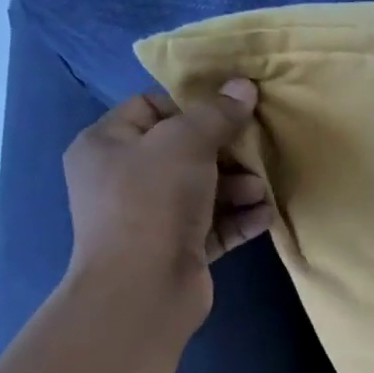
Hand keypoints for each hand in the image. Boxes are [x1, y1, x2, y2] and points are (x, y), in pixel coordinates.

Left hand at [61, 81, 272, 333]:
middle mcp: (124, 179)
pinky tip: (266, 215)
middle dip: (225, 151)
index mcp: (107, 145)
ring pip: (203, 190)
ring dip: (238, 187)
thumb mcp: (185, 143)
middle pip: (183, 151)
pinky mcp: (179, 249)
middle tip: (256, 150)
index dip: (192, 105)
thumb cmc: (152, 202)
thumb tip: (243, 86)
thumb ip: (216, 114)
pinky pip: (214, 225)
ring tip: (262, 189)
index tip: (232, 109)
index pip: (150, 108)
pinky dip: (240, 218)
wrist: (144, 287)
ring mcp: (151, 218)